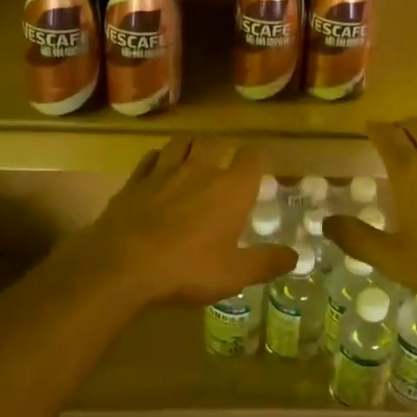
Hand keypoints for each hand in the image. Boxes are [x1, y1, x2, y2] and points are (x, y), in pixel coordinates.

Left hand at [46, 137, 295, 308]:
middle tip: (225, 166)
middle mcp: (201, 170)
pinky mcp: (135, 181)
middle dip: (224, 149)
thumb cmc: (186, 269)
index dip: (259, 158)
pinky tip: (158, 170)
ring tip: (193, 160)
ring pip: (181, 142)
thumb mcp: (233, 275)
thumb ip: (266, 263)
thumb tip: (295, 257)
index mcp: (231, 188)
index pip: (254, 156)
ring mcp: (164, 171)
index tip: (260, 168)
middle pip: (216, 142)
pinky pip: (150, 158)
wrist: (122, 266)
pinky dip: (158, 159)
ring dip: (191, 147)